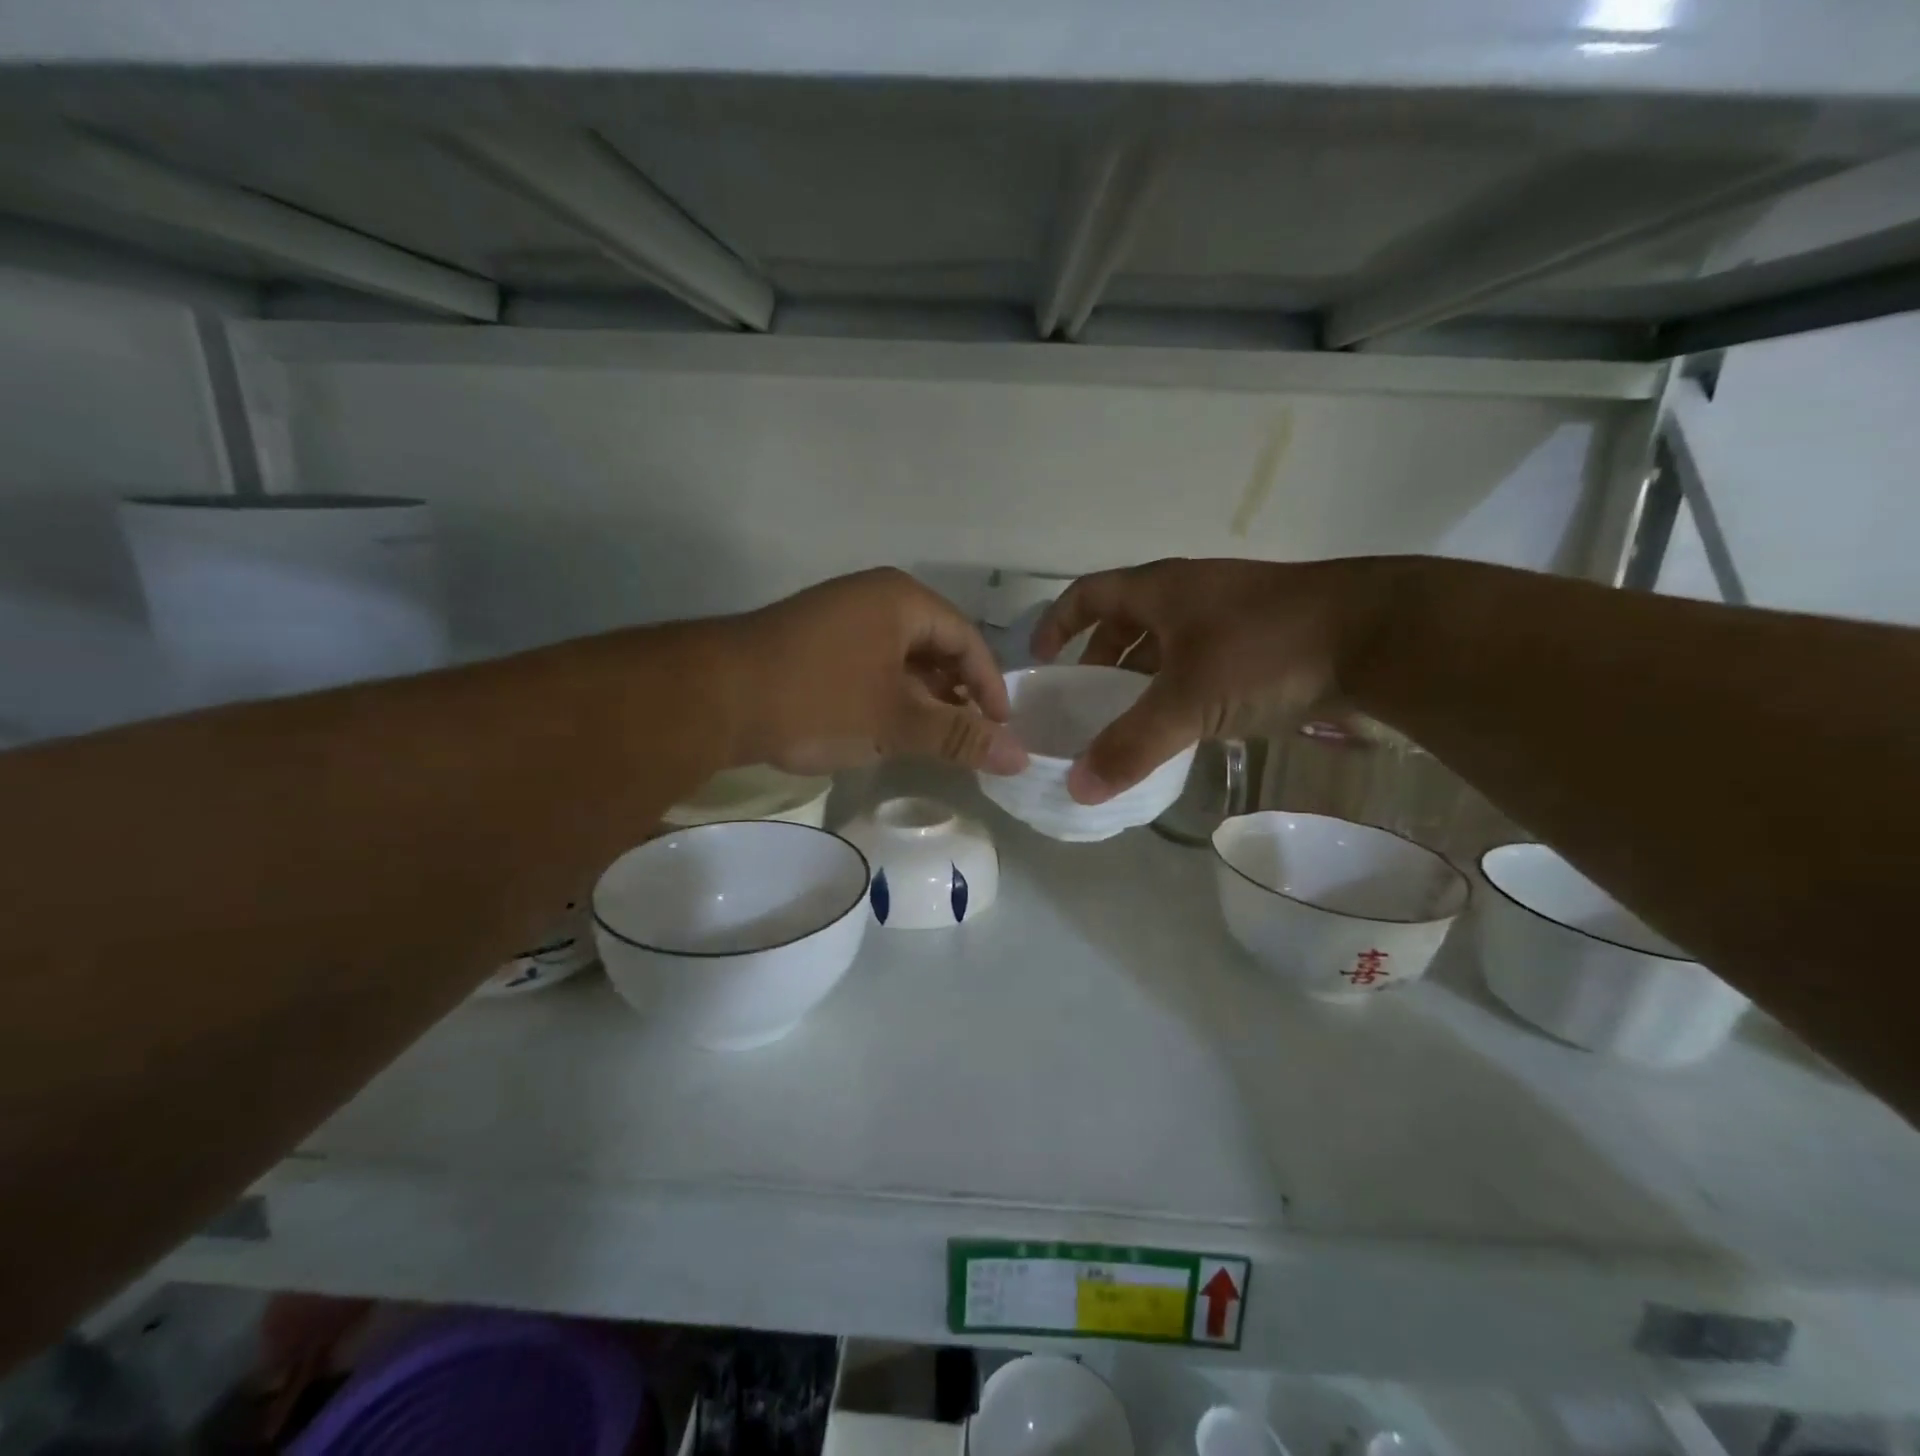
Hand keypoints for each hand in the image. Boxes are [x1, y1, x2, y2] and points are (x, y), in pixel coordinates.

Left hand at [727, 568, 1028, 775]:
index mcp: (901, 600)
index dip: (989, 687)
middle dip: (955, 695)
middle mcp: (873, 599)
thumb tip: (1020, 757)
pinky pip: (870, 667)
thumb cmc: (818, 699)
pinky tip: (888, 731)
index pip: (967, 640)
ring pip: (901, 660)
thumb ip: (959, 737)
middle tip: (968, 739)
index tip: (1000, 730)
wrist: (713, 698)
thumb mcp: (895, 721)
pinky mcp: (815, 645)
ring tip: (932, 741)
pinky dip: (888, 698)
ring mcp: (840, 619)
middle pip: (936, 647)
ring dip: (922, 700)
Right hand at [1029, 557, 1387, 802]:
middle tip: (1085, 700)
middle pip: (1127, 620)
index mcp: (1161, 590)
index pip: (1088, 594)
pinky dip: (1181, 688)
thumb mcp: (1187, 701)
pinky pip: (1201, 661)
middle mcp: (1190, 594)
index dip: (1057, 623)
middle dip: (1100, 657)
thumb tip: (1077, 788)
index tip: (1040, 660)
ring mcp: (1230, 614)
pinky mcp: (1264, 639)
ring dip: (1142, 676)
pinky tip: (1185, 724)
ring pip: (1167, 643)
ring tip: (1129, 719)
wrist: (1379, 635)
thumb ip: (1130, 745)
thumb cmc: (1265, 650)